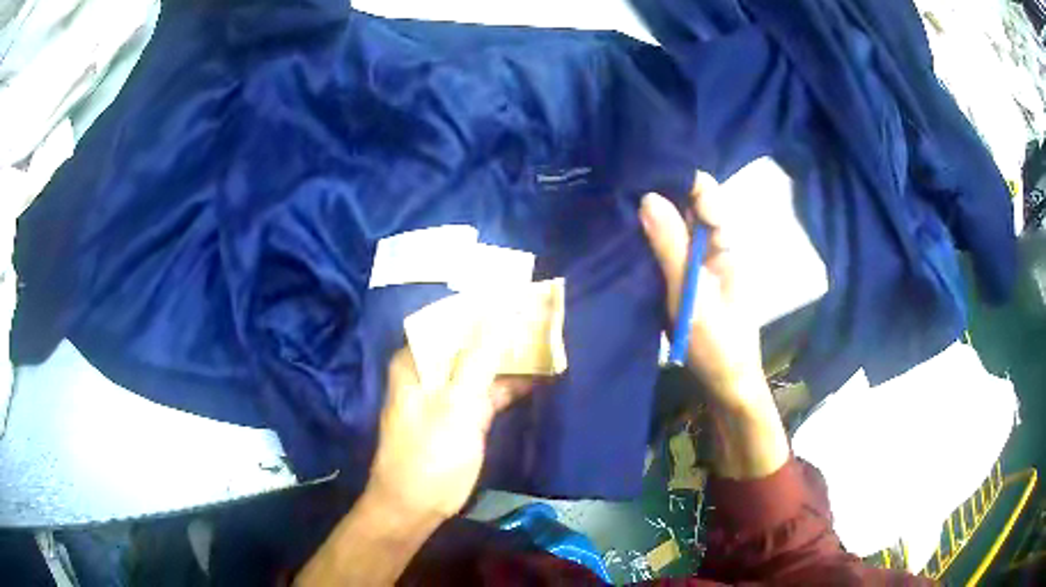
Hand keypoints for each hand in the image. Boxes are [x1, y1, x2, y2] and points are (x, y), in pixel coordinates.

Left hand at [296, 320, 535, 586]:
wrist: (415, 507)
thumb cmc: (430, 455)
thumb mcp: (457, 404)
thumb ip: (480, 357)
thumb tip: (501, 311)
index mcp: (416, 360)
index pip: (451, 319)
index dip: (485, 306)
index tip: (520, 296)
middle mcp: (429, 371)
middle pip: (469, 341)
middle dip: (503, 331)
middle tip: (541, 317)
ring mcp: (446, 394)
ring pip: (481, 366)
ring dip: (509, 358)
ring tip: (547, 341)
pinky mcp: (461, 416)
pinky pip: (487, 392)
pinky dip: (510, 386)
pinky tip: (539, 378)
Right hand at [639, 172, 765, 411]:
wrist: (725, 383)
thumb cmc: (716, 343)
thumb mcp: (691, 296)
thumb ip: (671, 248)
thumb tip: (647, 197)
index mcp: (726, 242)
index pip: (705, 192)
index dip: (676, 176)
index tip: (640, 167)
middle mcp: (714, 244)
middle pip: (689, 204)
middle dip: (659, 192)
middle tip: (618, 183)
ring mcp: (699, 260)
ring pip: (676, 224)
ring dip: (651, 215)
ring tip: (615, 202)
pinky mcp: (686, 275)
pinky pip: (668, 247)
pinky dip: (649, 238)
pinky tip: (625, 233)